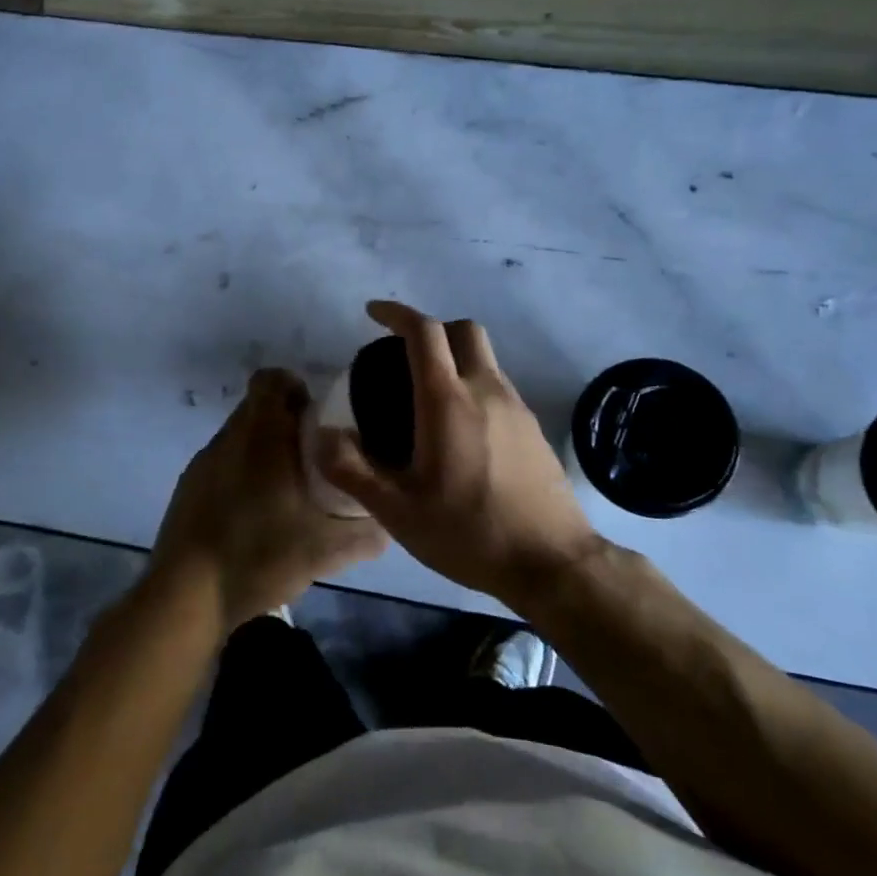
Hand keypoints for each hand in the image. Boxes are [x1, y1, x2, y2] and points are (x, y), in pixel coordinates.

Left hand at [151, 368, 387, 628]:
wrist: (185, 597)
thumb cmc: (258, 555)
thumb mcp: (324, 551)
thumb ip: (364, 534)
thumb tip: (386, 525)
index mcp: (260, 436)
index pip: (271, 379)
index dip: (296, 388)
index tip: (318, 417)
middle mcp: (229, 438)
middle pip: (258, 408)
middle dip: (287, 423)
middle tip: (315, 457)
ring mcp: (203, 463)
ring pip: (240, 437)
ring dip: (264, 451)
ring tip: (288, 489)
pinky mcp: (189, 488)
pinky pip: (223, 463)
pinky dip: (243, 474)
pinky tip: (257, 514)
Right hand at [319, 301, 600, 605]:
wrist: (552, 562)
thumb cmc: (469, 533)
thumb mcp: (397, 512)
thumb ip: (352, 471)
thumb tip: (323, 436)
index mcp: (448, 401)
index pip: (424, 332)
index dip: (396, 313)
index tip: (373, 313)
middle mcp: (486, 390)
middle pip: (464, 330)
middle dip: (431, 328)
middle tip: (403, 354)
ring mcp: (516, 407)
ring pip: (485, 358)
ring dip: (454, 358)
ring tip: (426, 399)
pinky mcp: (533, 428)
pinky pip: (498, 386)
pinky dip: (473, 386)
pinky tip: (460, 432)